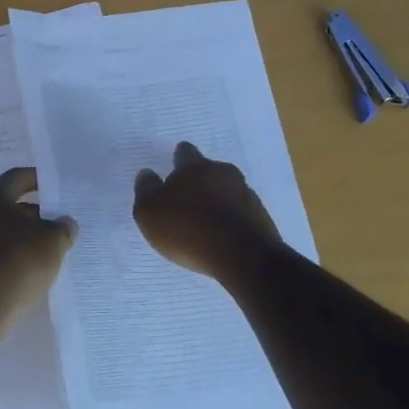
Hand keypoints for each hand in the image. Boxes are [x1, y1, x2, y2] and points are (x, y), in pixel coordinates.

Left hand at [0, 167, 76, 337]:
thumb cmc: (16, 261)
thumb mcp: (52, 241)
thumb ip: (62, 228)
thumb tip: (65, 223)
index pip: (17, 177)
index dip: (38, 178)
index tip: (56, 185)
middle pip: (10, 206)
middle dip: (35, 213)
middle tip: (59, 222)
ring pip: (3, 233)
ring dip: (25, 238)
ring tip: (51, 249)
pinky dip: (14, 258)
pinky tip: (32, 271)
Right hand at [133, 141, 281, 280]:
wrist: (242, 256)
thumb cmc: (188, 229)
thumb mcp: (150, 212)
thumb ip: (146, 190)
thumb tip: (147, 174)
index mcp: (195, 167)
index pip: (185, 152)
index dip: (179, 159)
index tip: (175, 166)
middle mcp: (224, 173)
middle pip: (210, 170)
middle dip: (200, 180)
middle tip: (189, 196)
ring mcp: (246, 194)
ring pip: (228, 190)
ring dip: (218, 199)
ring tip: (206, 219)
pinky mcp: (261, 217)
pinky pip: (241, 212)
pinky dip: (232, 218)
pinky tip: (223, 235)